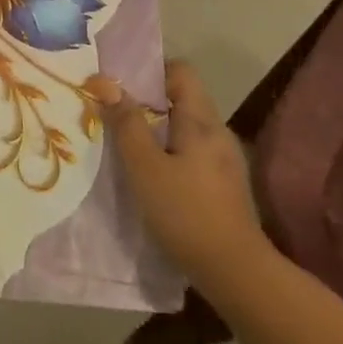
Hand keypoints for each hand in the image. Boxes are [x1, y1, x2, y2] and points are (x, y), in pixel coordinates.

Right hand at [101, 61, 269, 284]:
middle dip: (147, 100)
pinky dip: (169, 150)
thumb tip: (106, 82)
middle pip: (182, 97)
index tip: (121, 85)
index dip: (151, 71)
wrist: (236, 272)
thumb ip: (126, 122)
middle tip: (114, 112)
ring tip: (126, 142)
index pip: (181, 71)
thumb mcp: (144, 166)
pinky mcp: (224, 183)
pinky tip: (152, 172)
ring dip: (156, 127)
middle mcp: (218, 131)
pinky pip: (192, 149)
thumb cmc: (185, 212)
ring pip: (185, 126)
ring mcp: (224, 158)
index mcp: (201, 120)